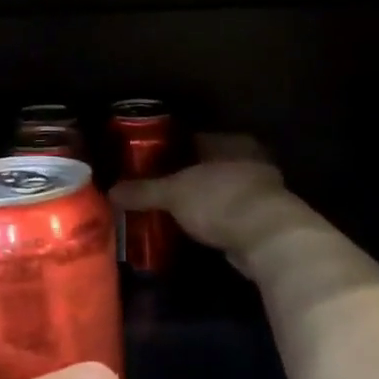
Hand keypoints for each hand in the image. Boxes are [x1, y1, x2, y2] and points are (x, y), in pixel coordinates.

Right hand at [110, 136, 289, 256]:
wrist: (267, 239)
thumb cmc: (220, 200)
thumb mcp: (173, 193)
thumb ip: (143, 191)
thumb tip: (110, 191)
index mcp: (231, 142)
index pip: (195, 139)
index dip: (171, 149)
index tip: (150, 161)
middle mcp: (250, 159)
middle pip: (209, 164)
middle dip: (188, 176)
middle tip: (158, 187)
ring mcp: (261, 189)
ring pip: (222, 189)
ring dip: (204, 199)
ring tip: (173, 209)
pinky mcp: (265, 219)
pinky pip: (231, 213)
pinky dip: (216, 219)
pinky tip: (197, 227)